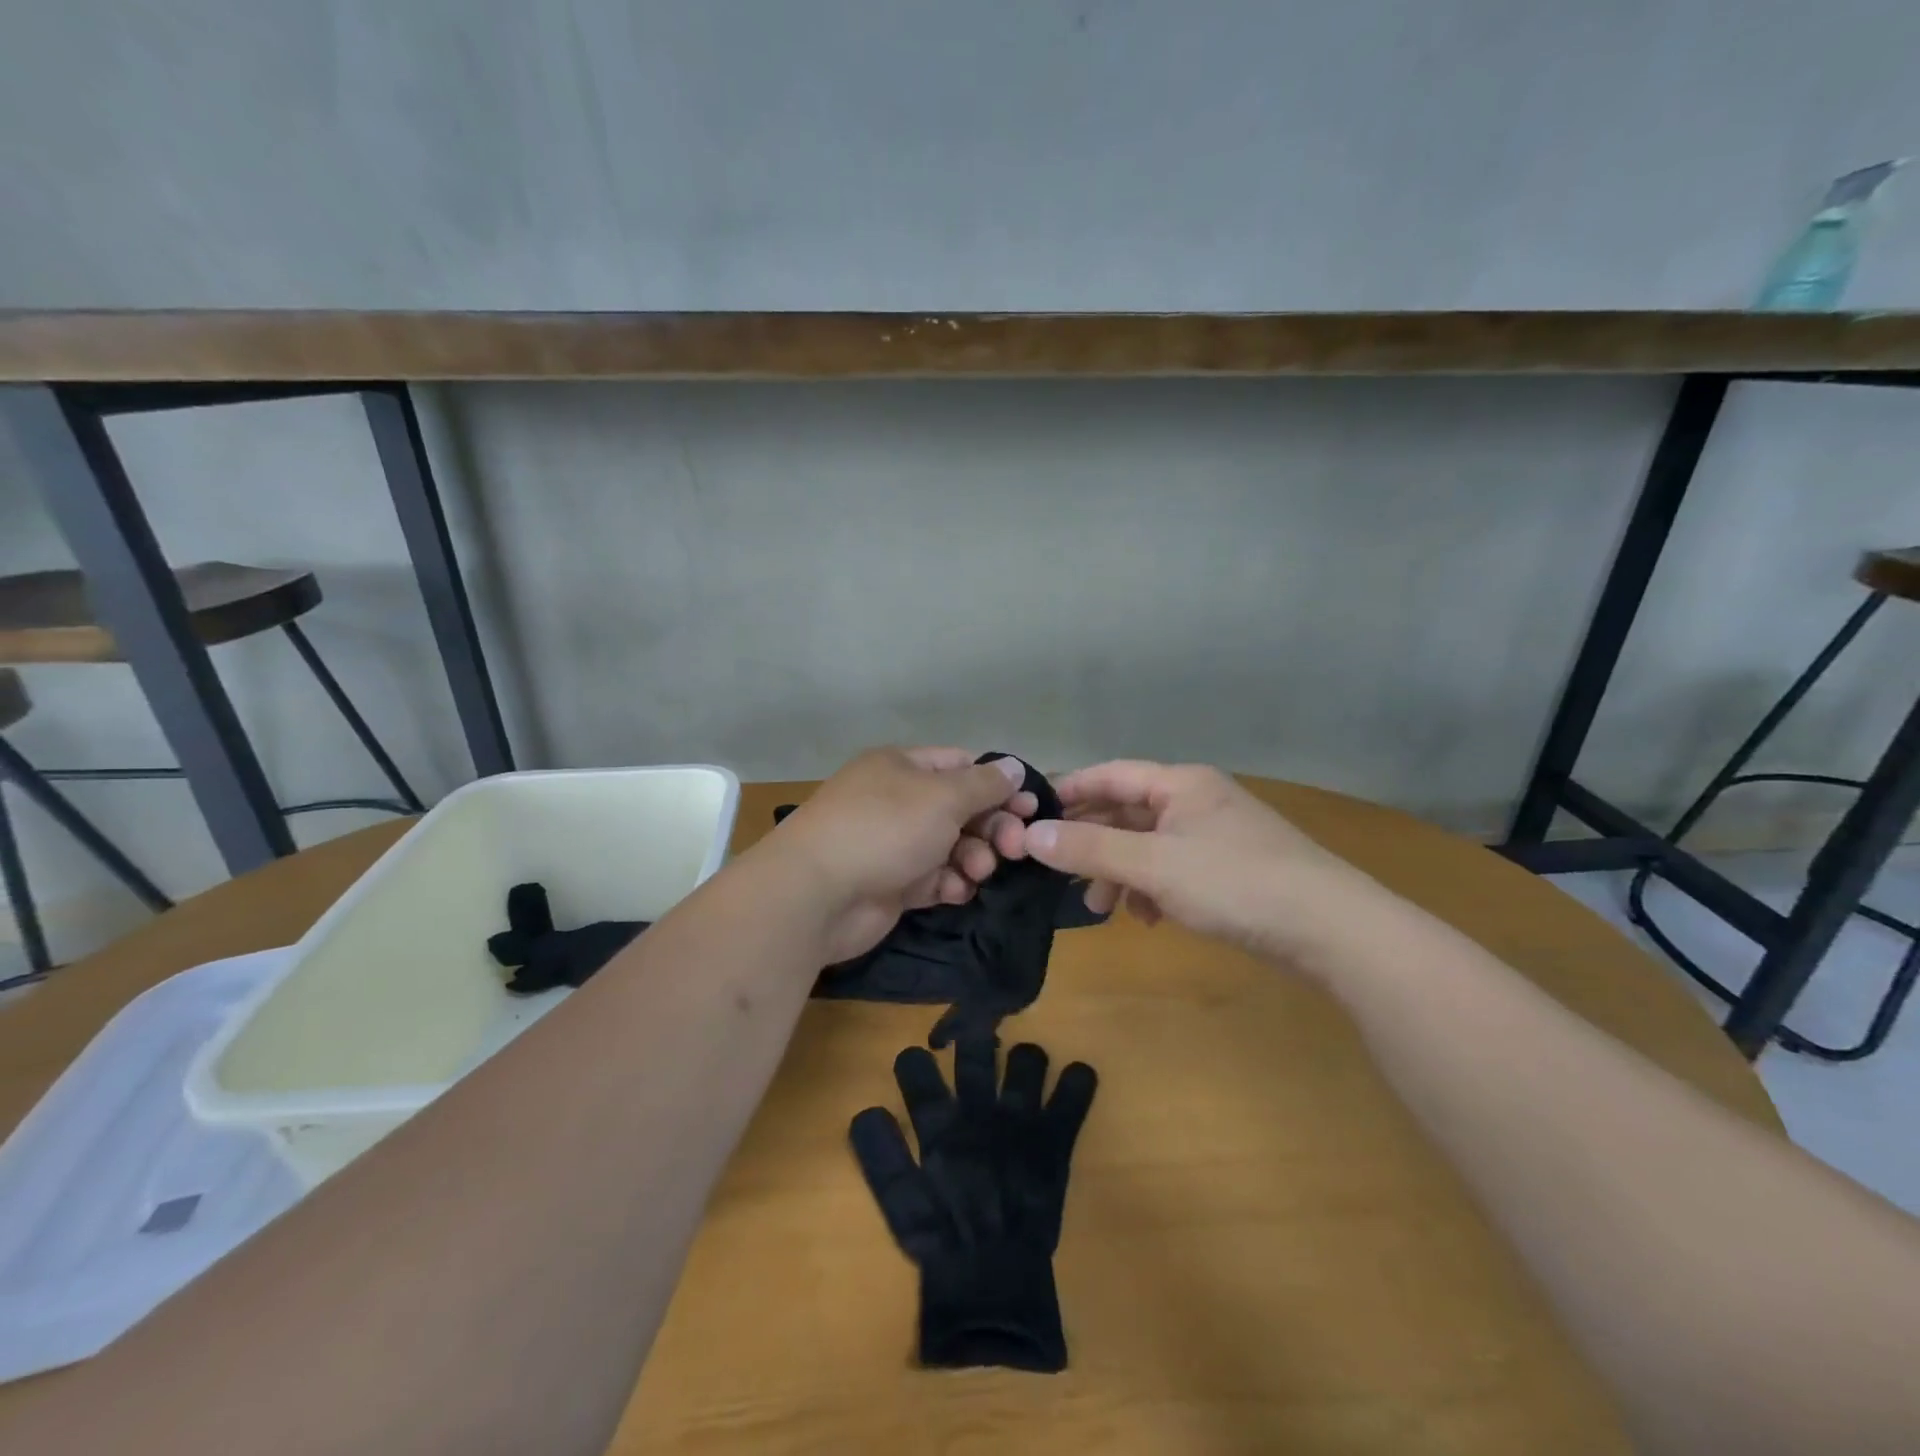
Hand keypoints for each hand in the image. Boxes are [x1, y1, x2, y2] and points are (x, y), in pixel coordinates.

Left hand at [768, 748, 1034, 963]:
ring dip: (973, 857)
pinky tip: (957, 891)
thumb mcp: (941, 797)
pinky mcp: (890, 884)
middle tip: (1015, 847)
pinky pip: (933, 879)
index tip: (1029, 806)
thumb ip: (983, 784)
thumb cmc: (884, 829)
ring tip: (979, 871)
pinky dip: (949, 884)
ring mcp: (892, 844)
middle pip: (959, 808)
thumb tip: (1014, 767)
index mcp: (901, 767)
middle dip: (991, 826)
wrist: (817, 895)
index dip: (997, 783)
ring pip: (950, 846)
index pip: (960, 765)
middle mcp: (896, 801)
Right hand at [1017, 761, 1351, 959]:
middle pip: (1128, 812)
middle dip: (1093, 844)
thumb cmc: (1235, 883)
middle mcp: (1198, 800)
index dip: (1069, 792)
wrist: (1331, 929)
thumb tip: (1030, 837)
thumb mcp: (1154, 865)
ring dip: (1120, 872)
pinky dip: (1152, 888)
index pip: (1110, 774)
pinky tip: (1148, 917)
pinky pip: (1174, 869)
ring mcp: (1217, 835)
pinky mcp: (1231, 869)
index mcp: (1181, 784)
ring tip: (1104, 909)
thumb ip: (1090, 850)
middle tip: (1061, 875)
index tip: (1032, 817)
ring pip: (1149, 845)